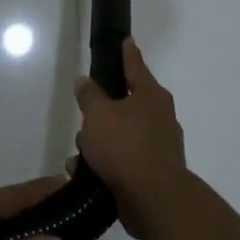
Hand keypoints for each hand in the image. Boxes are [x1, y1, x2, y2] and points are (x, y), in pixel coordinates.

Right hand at [74, 39, 188, 239]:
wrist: (154, 199)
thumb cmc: (125, 146)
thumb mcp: (98, 115)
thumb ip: (89, 96)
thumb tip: (85, 81)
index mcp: (150, 96)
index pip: (135, 66)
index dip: (127, 53)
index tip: (125, 40)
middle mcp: (159, 117)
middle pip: (125, 104)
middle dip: (102, 111)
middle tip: (85, 114)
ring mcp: (158, 146)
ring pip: (121, 134)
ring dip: (100, 142)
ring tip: (79, 153)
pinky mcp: (152, 173)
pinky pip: (123, 160)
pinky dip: (105, 164)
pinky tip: (85, 173)